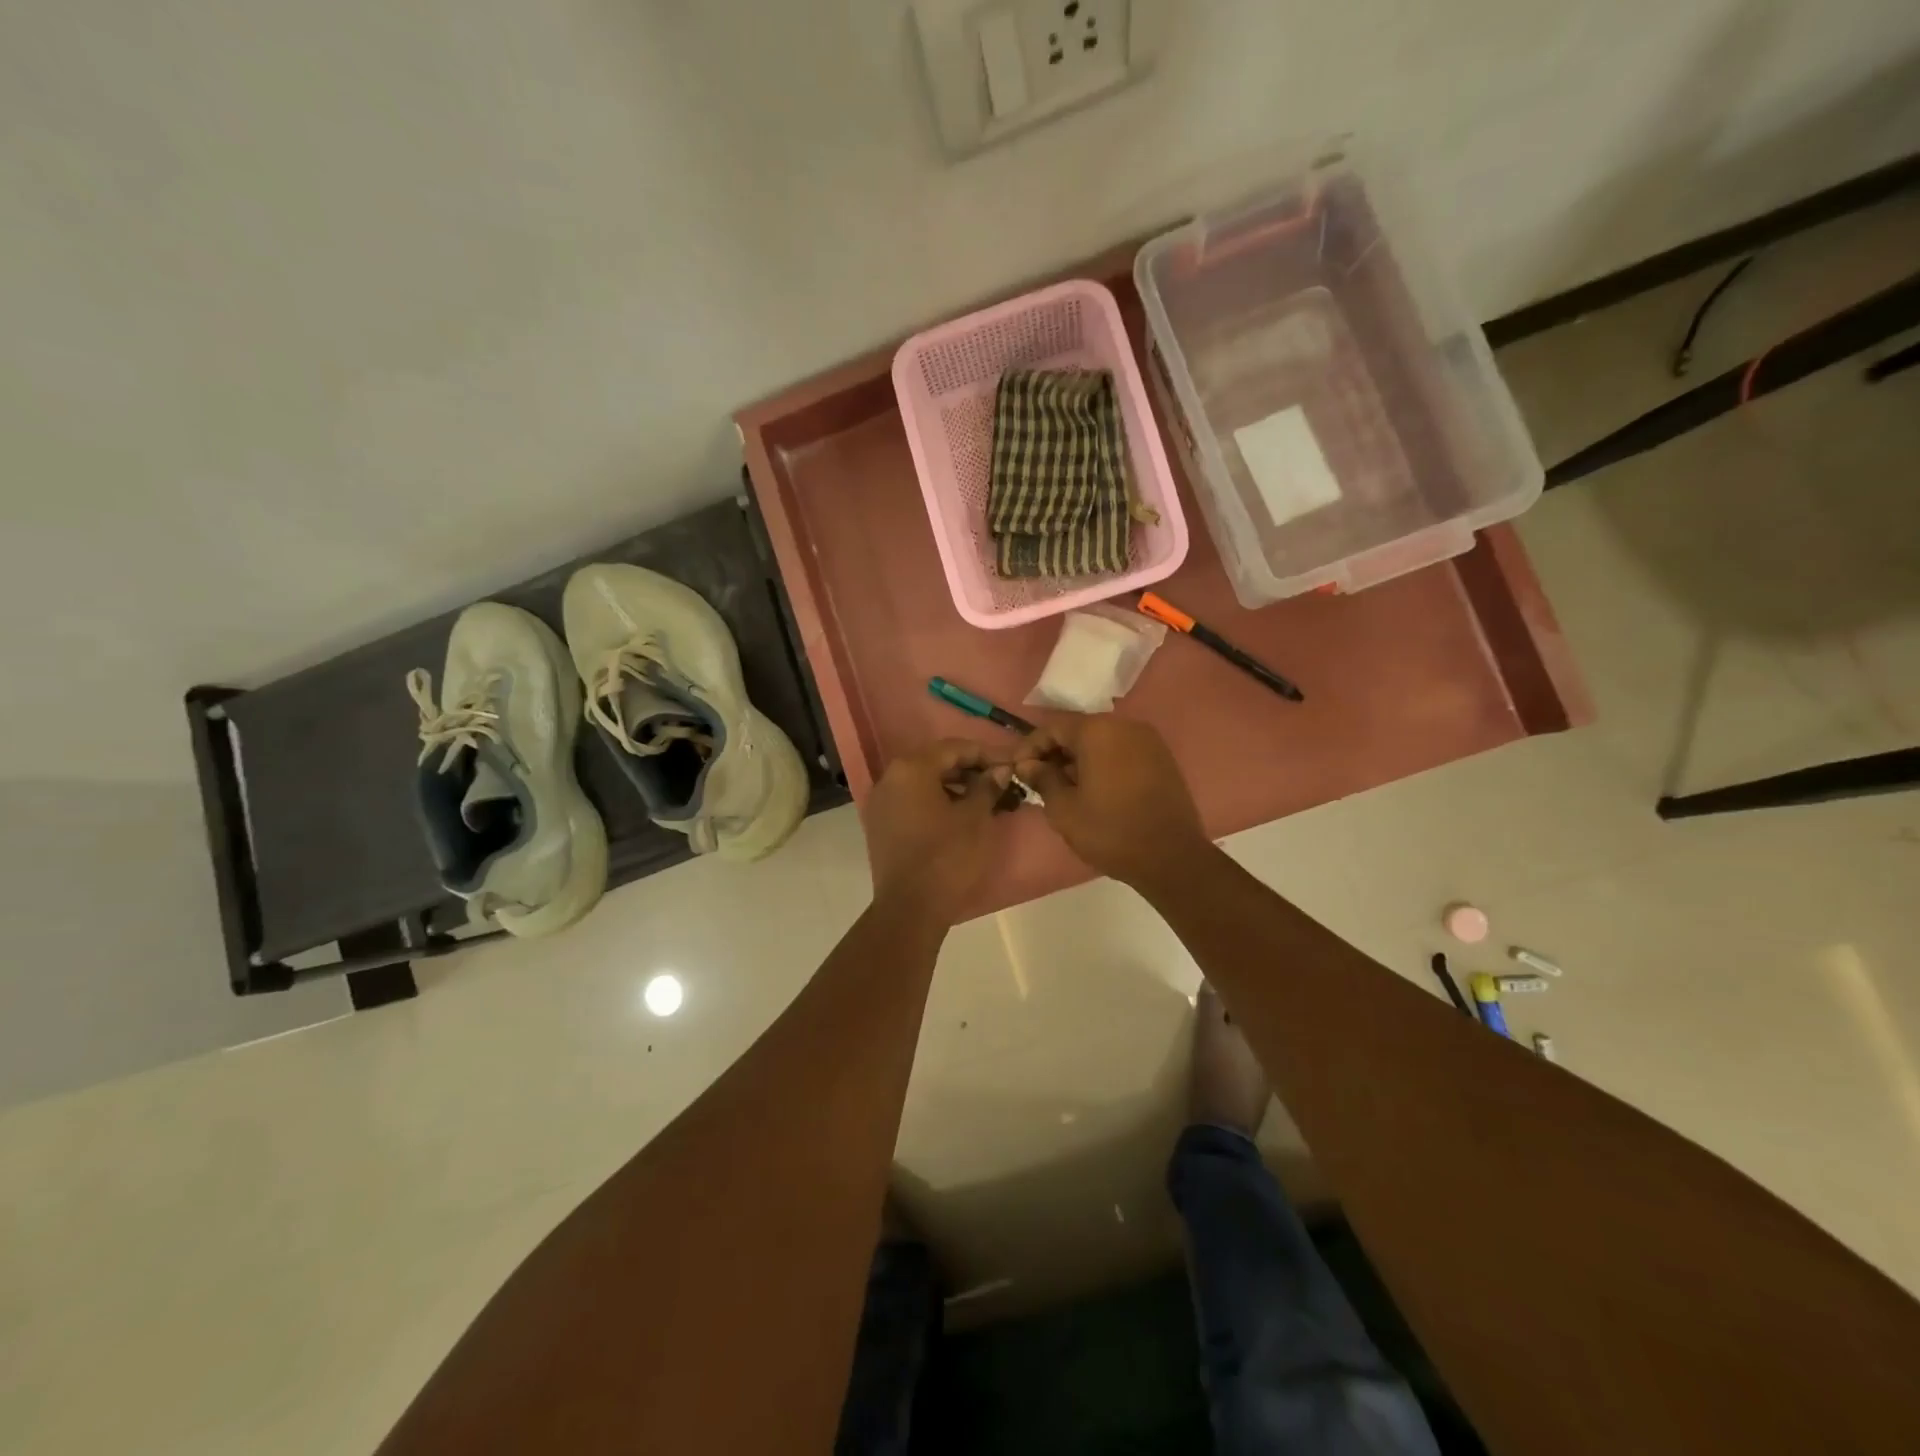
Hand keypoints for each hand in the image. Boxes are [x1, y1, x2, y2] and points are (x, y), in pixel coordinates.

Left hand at [861, 740, 1012, 923]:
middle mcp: (890, 778)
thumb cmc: (947, 857)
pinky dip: (935, 801)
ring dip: (953, 786)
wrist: (910, 908)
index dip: (985, 754)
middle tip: (998, 780)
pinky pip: (911, 801)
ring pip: (922, 782)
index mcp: (911, 769)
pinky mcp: (880, 825)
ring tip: (983, 799)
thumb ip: (987, 786)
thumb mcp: (976, 818)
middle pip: (935, 762)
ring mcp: (881, 802)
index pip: (953, 748)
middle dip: (968, 769)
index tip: (1010, 764)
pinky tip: (959, 815)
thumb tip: (998, 770)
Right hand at [1014, 715, 1209, 890]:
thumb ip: (1043, 779)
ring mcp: (1148, 741)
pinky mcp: (1162, 759)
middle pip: (1079, 731)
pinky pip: (1122, 752)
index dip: (1031, 747)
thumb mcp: (1064, 809)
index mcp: (1097, 731)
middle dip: (1055, 752)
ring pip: (1102, 741)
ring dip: (1079, 759)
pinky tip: (1094, 789)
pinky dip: (1103, 763)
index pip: (1053, 728)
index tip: (1017, 770)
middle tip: (1038, 779)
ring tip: (1064, 787)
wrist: (1171, 857)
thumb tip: (1029, 765)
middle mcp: (1125, 726)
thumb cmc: (1110, 831)